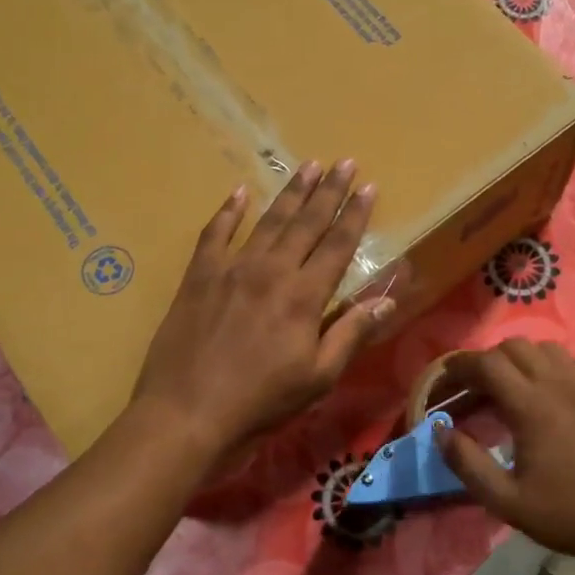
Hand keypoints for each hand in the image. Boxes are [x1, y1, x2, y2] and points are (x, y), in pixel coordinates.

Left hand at [132, 160, 391, 459]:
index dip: (354, 214)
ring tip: (307, 166)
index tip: (368, 186)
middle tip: (343, 161)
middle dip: (328, 190)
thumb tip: (388, 300)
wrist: (187, 413)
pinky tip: (240, 192)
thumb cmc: (261, 402)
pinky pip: (215, 234)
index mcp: (304, 296)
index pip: (337, 245)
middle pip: (305, 222)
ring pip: (267, 221)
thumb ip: (351, 334)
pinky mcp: (198, 277)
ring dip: (290, 192)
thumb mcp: (318, 378)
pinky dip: (228, 211)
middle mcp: (271, 271)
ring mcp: (231, 269)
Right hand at [434, 340, 574, 559]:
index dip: (462, 365)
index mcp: (531, 406)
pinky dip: (558, 366)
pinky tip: (554, 388)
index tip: (447, 378)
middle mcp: (559, 385)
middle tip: (476, 387)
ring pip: (548, 349)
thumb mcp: (505, 500)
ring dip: (523, 358)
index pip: (488, 364)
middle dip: (488, 360)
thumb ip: (467, 462)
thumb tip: (440, 430)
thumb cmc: (564, 514)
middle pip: (515, 347)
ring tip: (513, 384)